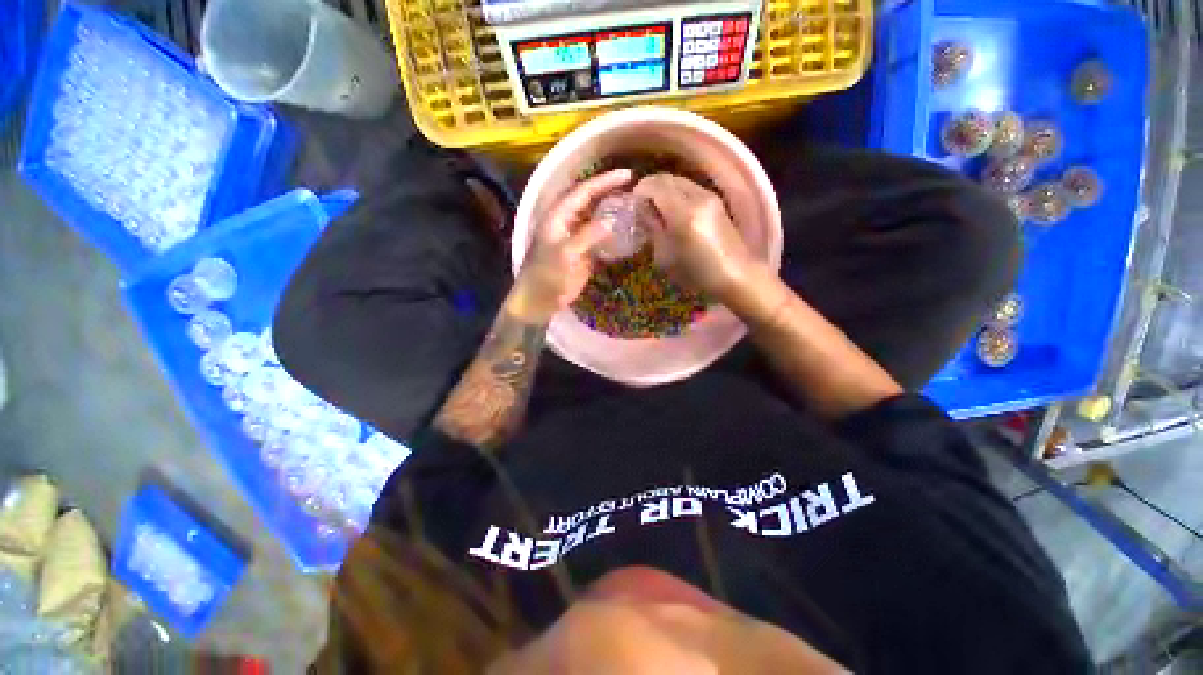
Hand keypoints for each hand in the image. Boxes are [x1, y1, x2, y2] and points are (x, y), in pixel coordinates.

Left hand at [511, 169, 632, 320]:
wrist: (540, 299)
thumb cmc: (547, 275)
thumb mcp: (566, 254)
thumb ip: (587, 236)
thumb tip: (611, 222)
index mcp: (559, 215)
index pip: (584, 191)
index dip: (605, 182)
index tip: (628, 175)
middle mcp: (568, 221)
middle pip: (591, 200)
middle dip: (610, 191)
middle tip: (634, 186)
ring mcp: (576, 236)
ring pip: (596, 217)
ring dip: (612, 210)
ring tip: (634, 203)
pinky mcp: (583, 252)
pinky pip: (600, 236)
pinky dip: (612, 232)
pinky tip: (626, 230)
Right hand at [633, 173, 754, 301]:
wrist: (735, 275)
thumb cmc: (696, 273)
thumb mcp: (666, 257)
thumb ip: (654, 228)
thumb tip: (644, 211)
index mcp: (683, 214)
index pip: (655, 186)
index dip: (640, 191)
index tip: (633, 204)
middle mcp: (698, 198)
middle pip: (667, 179)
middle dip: (651, 187)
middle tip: (641, 204)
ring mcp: (710, 196)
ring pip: (680, 181)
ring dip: (664, 189)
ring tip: (656, 207)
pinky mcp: (717, 201)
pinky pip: (690, 188)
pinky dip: (677, 193)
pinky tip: (673, 210)